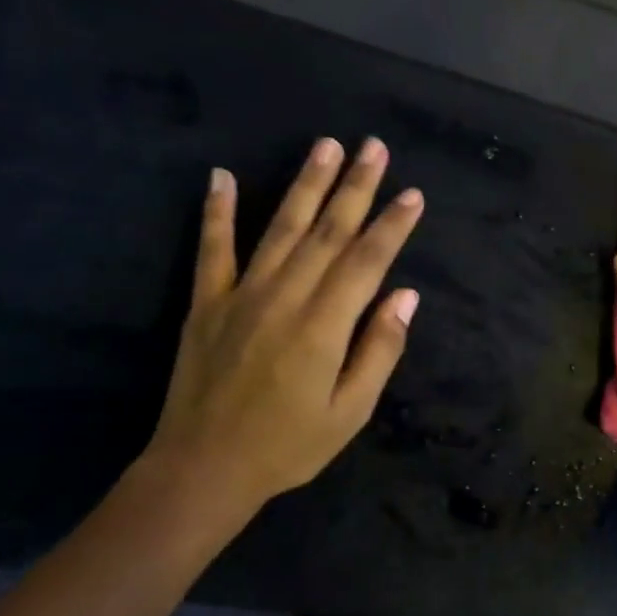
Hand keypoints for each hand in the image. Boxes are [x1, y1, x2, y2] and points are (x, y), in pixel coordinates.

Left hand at [142, 136, 423, 517]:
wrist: (204, 468)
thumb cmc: (288, 447)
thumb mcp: (350, 412)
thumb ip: (379, 351)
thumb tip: (405, 296)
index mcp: (324, 326)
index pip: (367, 261)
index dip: (391, 225)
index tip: (412, 194)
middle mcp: (285, 298)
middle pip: (327, 232)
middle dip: (355, 187)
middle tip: (374, 146)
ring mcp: (241, 295)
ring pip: (281, 228)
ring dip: (305, 184)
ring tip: (326, 146)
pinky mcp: (207, 303)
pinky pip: (213, 249)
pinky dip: (217, 211)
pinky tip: (221, 176)